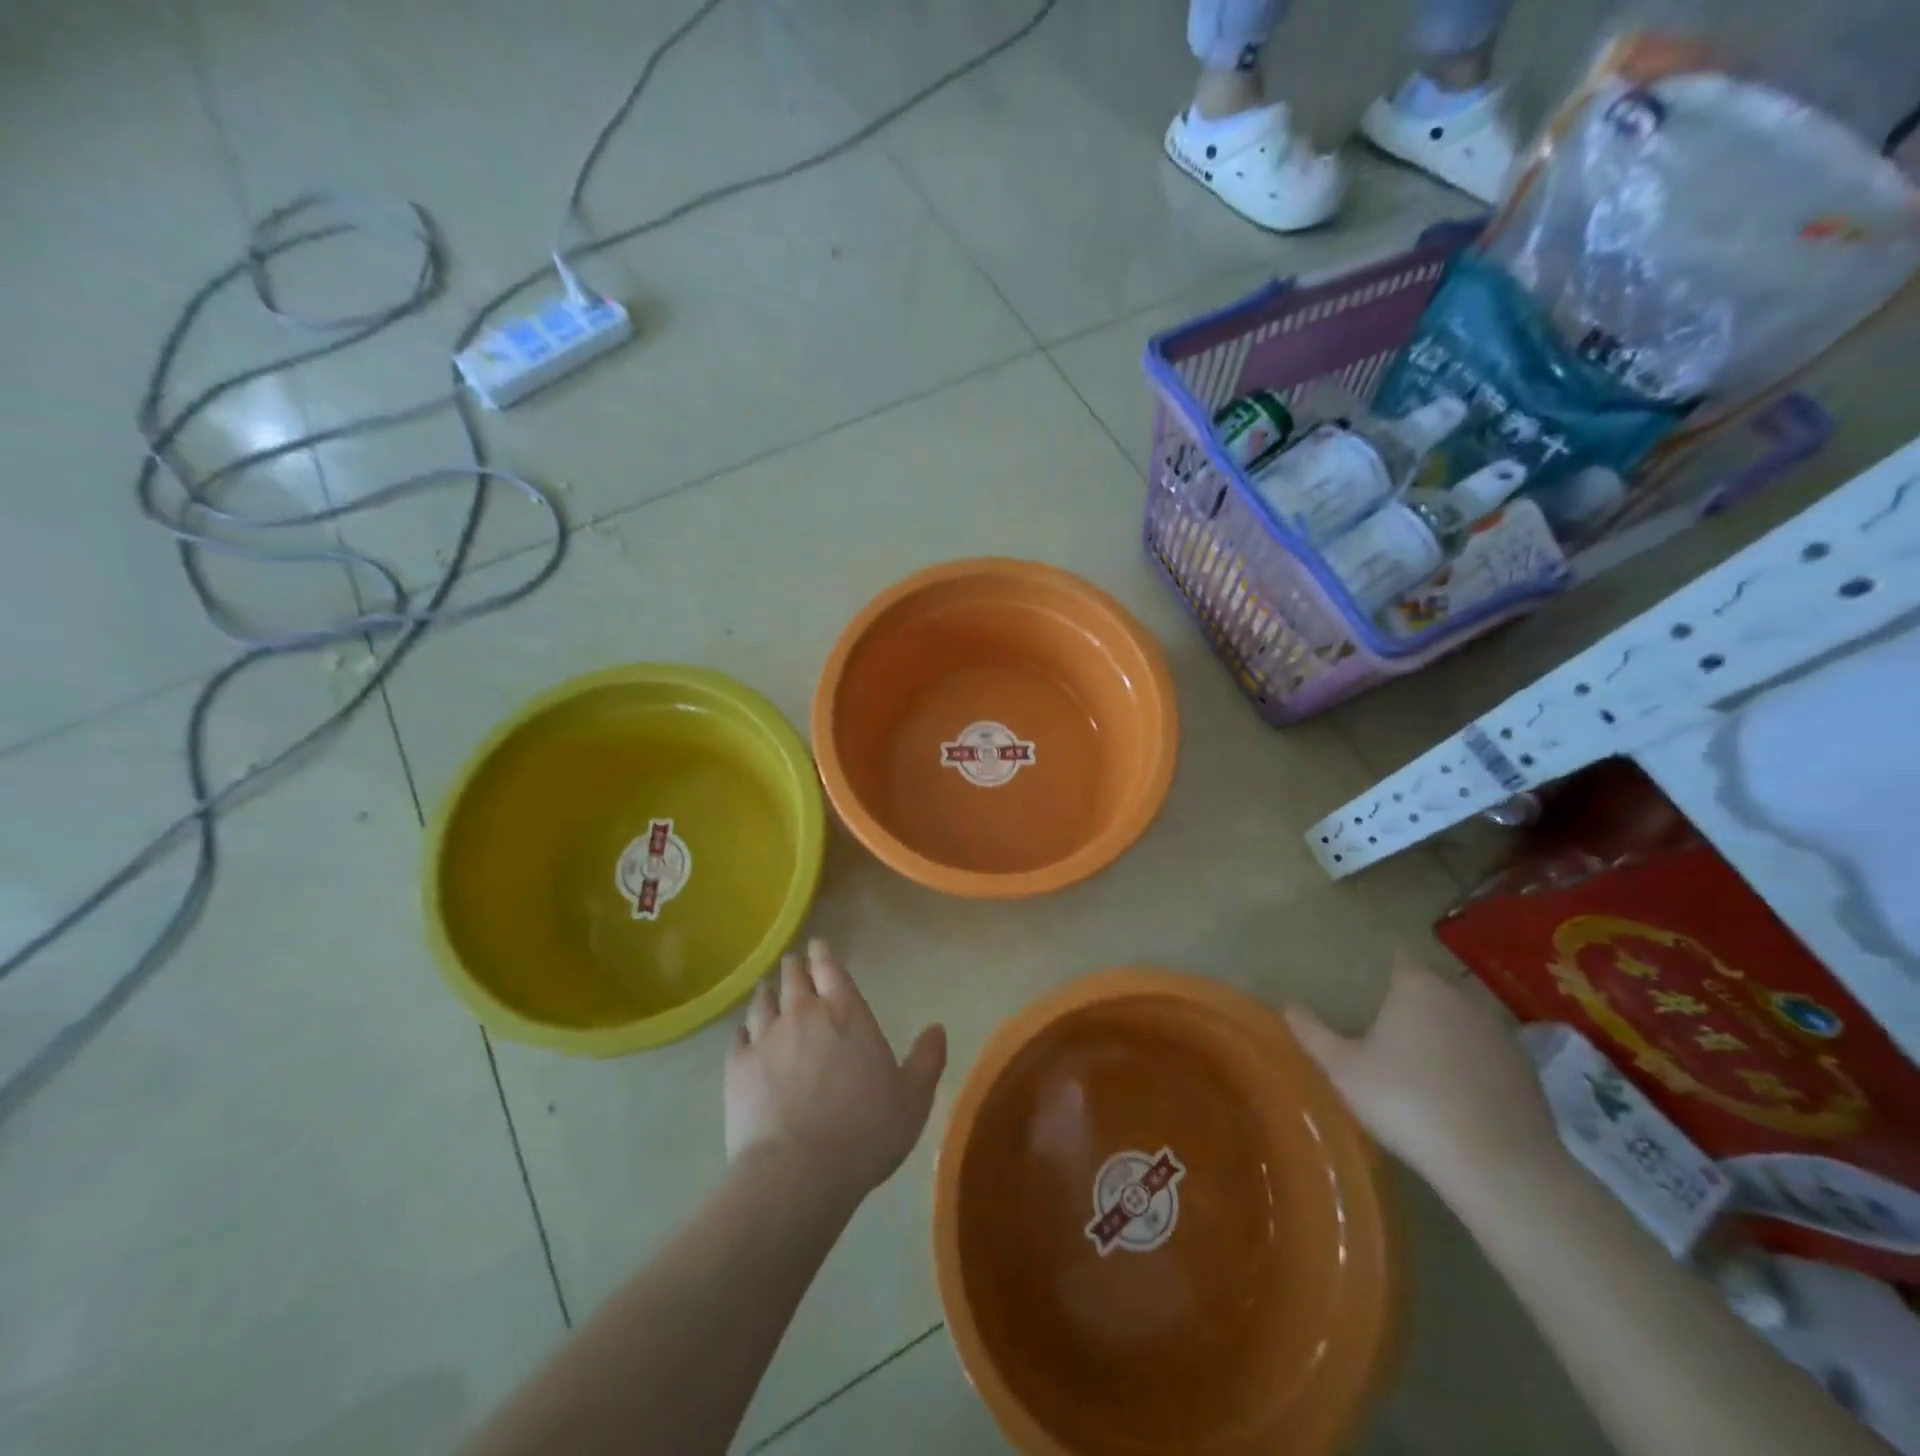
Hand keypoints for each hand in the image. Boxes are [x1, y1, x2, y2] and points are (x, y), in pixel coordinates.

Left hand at [725, 939, 946, 1206]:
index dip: (824, 954)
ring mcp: (766, 1039)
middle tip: (794, 964)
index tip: (818, 946)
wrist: (798, 1172)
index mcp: (846, 1014)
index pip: (831, 969)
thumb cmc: (865, 1131)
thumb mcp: (912, 1098)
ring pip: (763, 1002)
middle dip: (795, 967)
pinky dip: (743, 1029)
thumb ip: (927, 1059)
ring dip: (768, 992)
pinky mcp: (738, 1068)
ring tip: (767, 989)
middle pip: (794, 978)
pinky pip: (738, 1037)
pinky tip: (744, 1032)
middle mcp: (803, 1014)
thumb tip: (937, 1028)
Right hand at [1285, 952, 1559, 1192]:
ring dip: (1447, 1028)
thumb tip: (1288, 1005)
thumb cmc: (1407, 1101)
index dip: (1387, 966)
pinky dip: (1474, 1060)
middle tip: (1391, 1023)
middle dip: (1416, 996)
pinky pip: (1488, 1051)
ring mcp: (1500, 1031)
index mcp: (1416, 986)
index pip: (1401, 958)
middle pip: (1434, 984)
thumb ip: (1312, 1033)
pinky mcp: (1526, 1069)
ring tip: (1424, 1057)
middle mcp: (1461, 996)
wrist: (1498, 1163)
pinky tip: (1459, 1090)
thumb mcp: (1344, 1069)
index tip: (1373, 983)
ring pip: (1464, 1016)